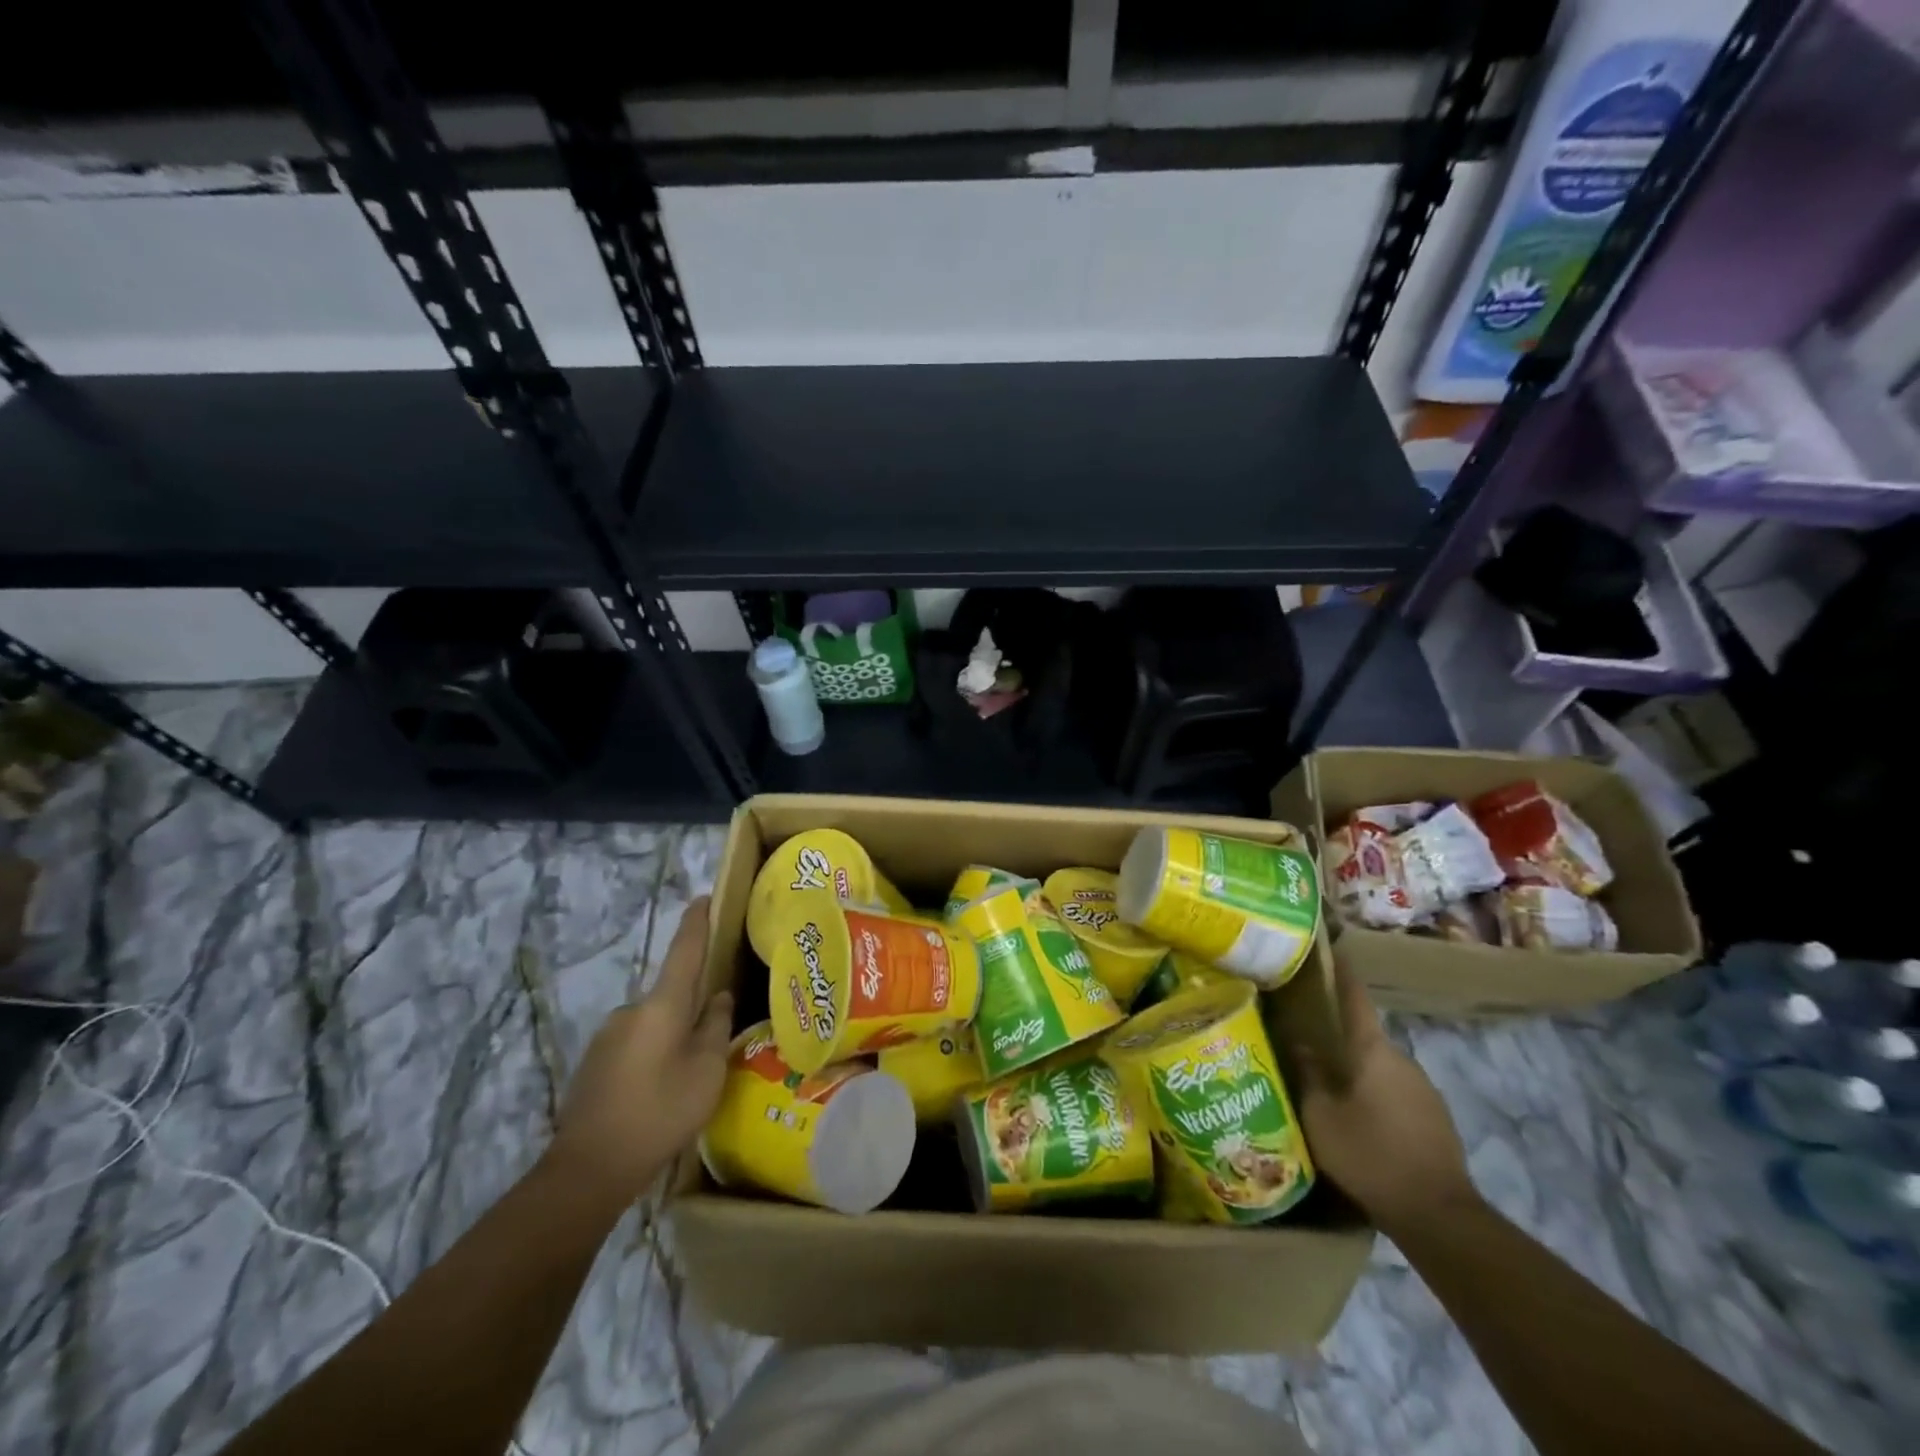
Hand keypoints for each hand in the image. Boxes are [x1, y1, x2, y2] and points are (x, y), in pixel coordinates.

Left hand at [544, 898, 732, 1210]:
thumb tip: (717, 998)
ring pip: (653, 1023)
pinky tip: (661, 1090)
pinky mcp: (595, 1064)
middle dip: (692, 1005)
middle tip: (715, 1032)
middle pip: (671, 994)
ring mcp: (607, 1037)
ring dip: (672, 1035)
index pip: (684, 950)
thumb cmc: (659, 1112)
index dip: (696, 923)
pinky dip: (653, 1055)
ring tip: (690, 1072)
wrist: (589, 1168)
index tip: (703, 898)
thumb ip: (715, 1027)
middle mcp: (631, 1010)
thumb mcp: (706, 1071)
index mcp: (661, 1005)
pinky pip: (635, 1045)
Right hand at [1289, 962, 1476, 1234]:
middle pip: (1364, 1034)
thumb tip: (1298, 1041)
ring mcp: (1424, 1089)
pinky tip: (1358, 1119)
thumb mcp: (1319, 1115)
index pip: (1354, 996)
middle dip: (1336, 1034)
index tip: (1327, 949)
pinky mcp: (1435, 1117)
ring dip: (1356, 1070)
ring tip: (1327, 1084)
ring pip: (1379, 1066)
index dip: (1340, 972)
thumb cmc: (1369, 1154)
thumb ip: (1307, 1074)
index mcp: (1372, 1049)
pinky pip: (1395, 1092)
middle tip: (1303, 1037)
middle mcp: (1402, 1058)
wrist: (1438, 1214)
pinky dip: (1375, 1095)